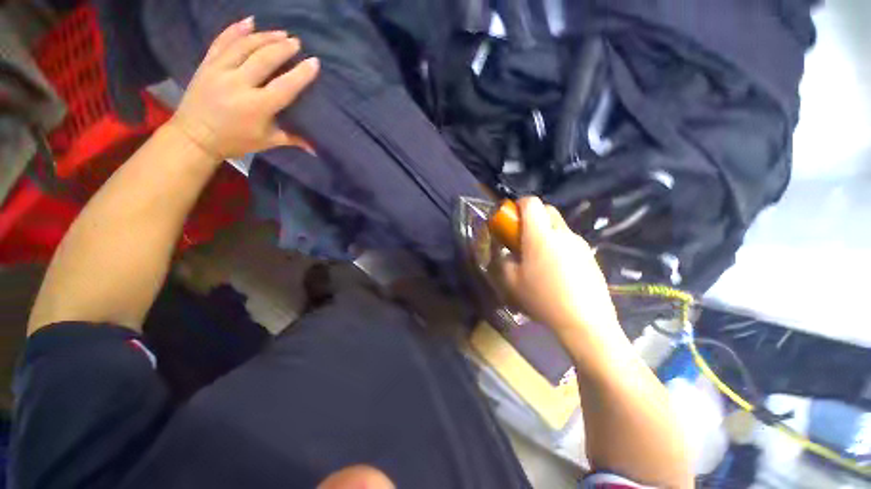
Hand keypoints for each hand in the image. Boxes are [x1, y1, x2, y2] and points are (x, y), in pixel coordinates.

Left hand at [169, 17, 318, 160]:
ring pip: (244, 46)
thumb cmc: (235, 141)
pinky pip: (222, 42)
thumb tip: (316, 149)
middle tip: (296, 42)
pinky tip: (249, 21)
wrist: (194, 136)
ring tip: (280, 33)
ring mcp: (220, 71)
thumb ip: (292, 139)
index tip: (313, 62)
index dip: (301, 74)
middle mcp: (238, 84)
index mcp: (257, 107)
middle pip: (264, 59)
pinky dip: (235, 29)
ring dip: (264, 37)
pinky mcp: (207, 64)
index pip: (285, 86)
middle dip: (282, 47)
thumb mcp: (267, 142)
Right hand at [497, 197, 619, 335]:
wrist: (585, 322)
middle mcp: (562, 233)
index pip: (531, 203)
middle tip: (523, 237)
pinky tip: (557, 269)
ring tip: (539, 257)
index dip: (519, 204)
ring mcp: (580, 243)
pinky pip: (570, 241)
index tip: (512, 218)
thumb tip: (502, 251)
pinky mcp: (590, 255)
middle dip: (533, 217)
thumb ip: (501, 260)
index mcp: (540, 235)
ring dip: (546, 232)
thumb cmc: (543, 299)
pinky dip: (559, 245)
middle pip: (548, 210)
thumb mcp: (511, 282)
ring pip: (559, 226)